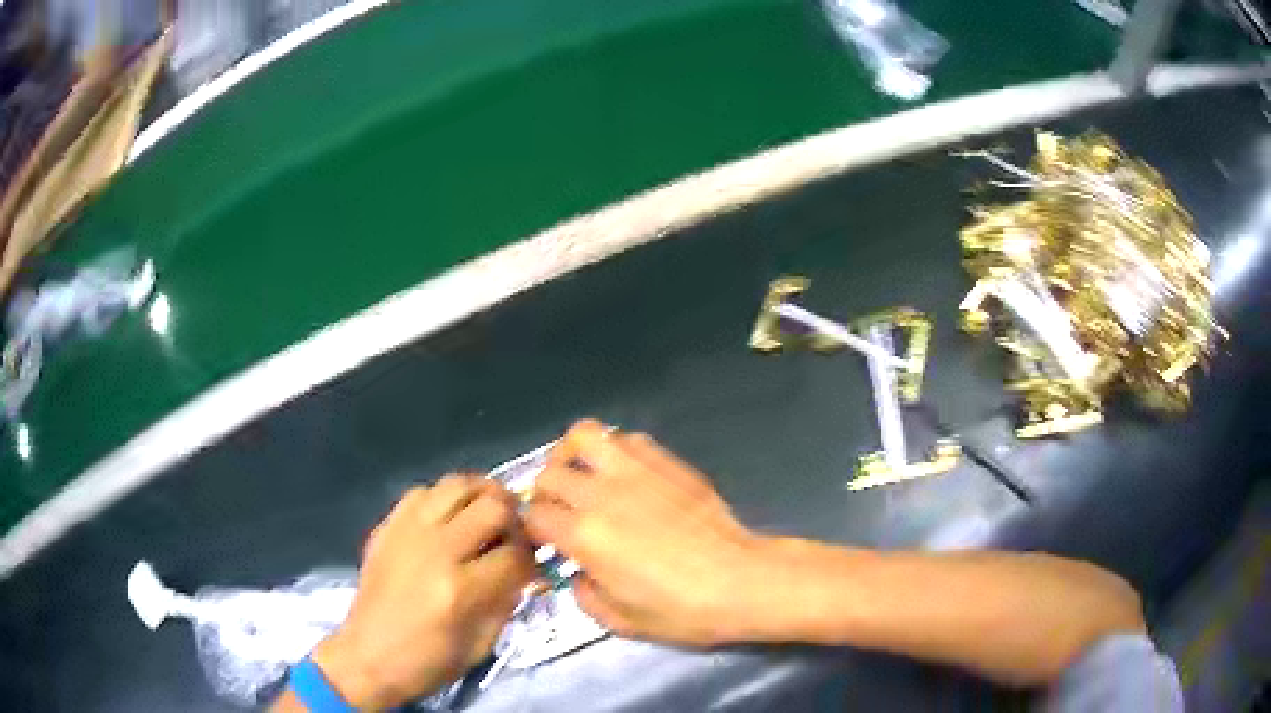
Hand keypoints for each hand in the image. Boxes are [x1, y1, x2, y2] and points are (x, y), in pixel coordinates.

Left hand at [312, 477, 534, 709]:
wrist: (367, 657)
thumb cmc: (428, 662)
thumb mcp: (481, 644)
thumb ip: (507, 601)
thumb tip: (524, 571)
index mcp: (461, 589)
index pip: (515, 555)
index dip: (531, 560)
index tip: (531, 567)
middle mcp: (435, 550)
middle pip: (492, 507)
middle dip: (514, 520)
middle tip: (514, 535)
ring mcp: (407, 532)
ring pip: (457, 485)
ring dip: (482, 497)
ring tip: (488, 514)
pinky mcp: (386, 527)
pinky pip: (422, 492)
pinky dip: (444, 499)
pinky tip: (449, 518)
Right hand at [525, 420, 772, 646]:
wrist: (739, 580)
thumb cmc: (681, 610)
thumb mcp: (620, 621)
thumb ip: (583, 595)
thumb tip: (578, 573)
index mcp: (584, 536)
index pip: (534, 515)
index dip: (533, 529)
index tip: (544, 541)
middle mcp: (601, 494)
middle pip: (549, 474)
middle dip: (546, 495)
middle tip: (561, 513)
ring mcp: (635, 470)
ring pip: (583, 435)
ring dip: (572, 454)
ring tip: (582, 475)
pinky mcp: (665, 461)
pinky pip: (626, 439)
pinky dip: (614, 450)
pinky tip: (624, 475)